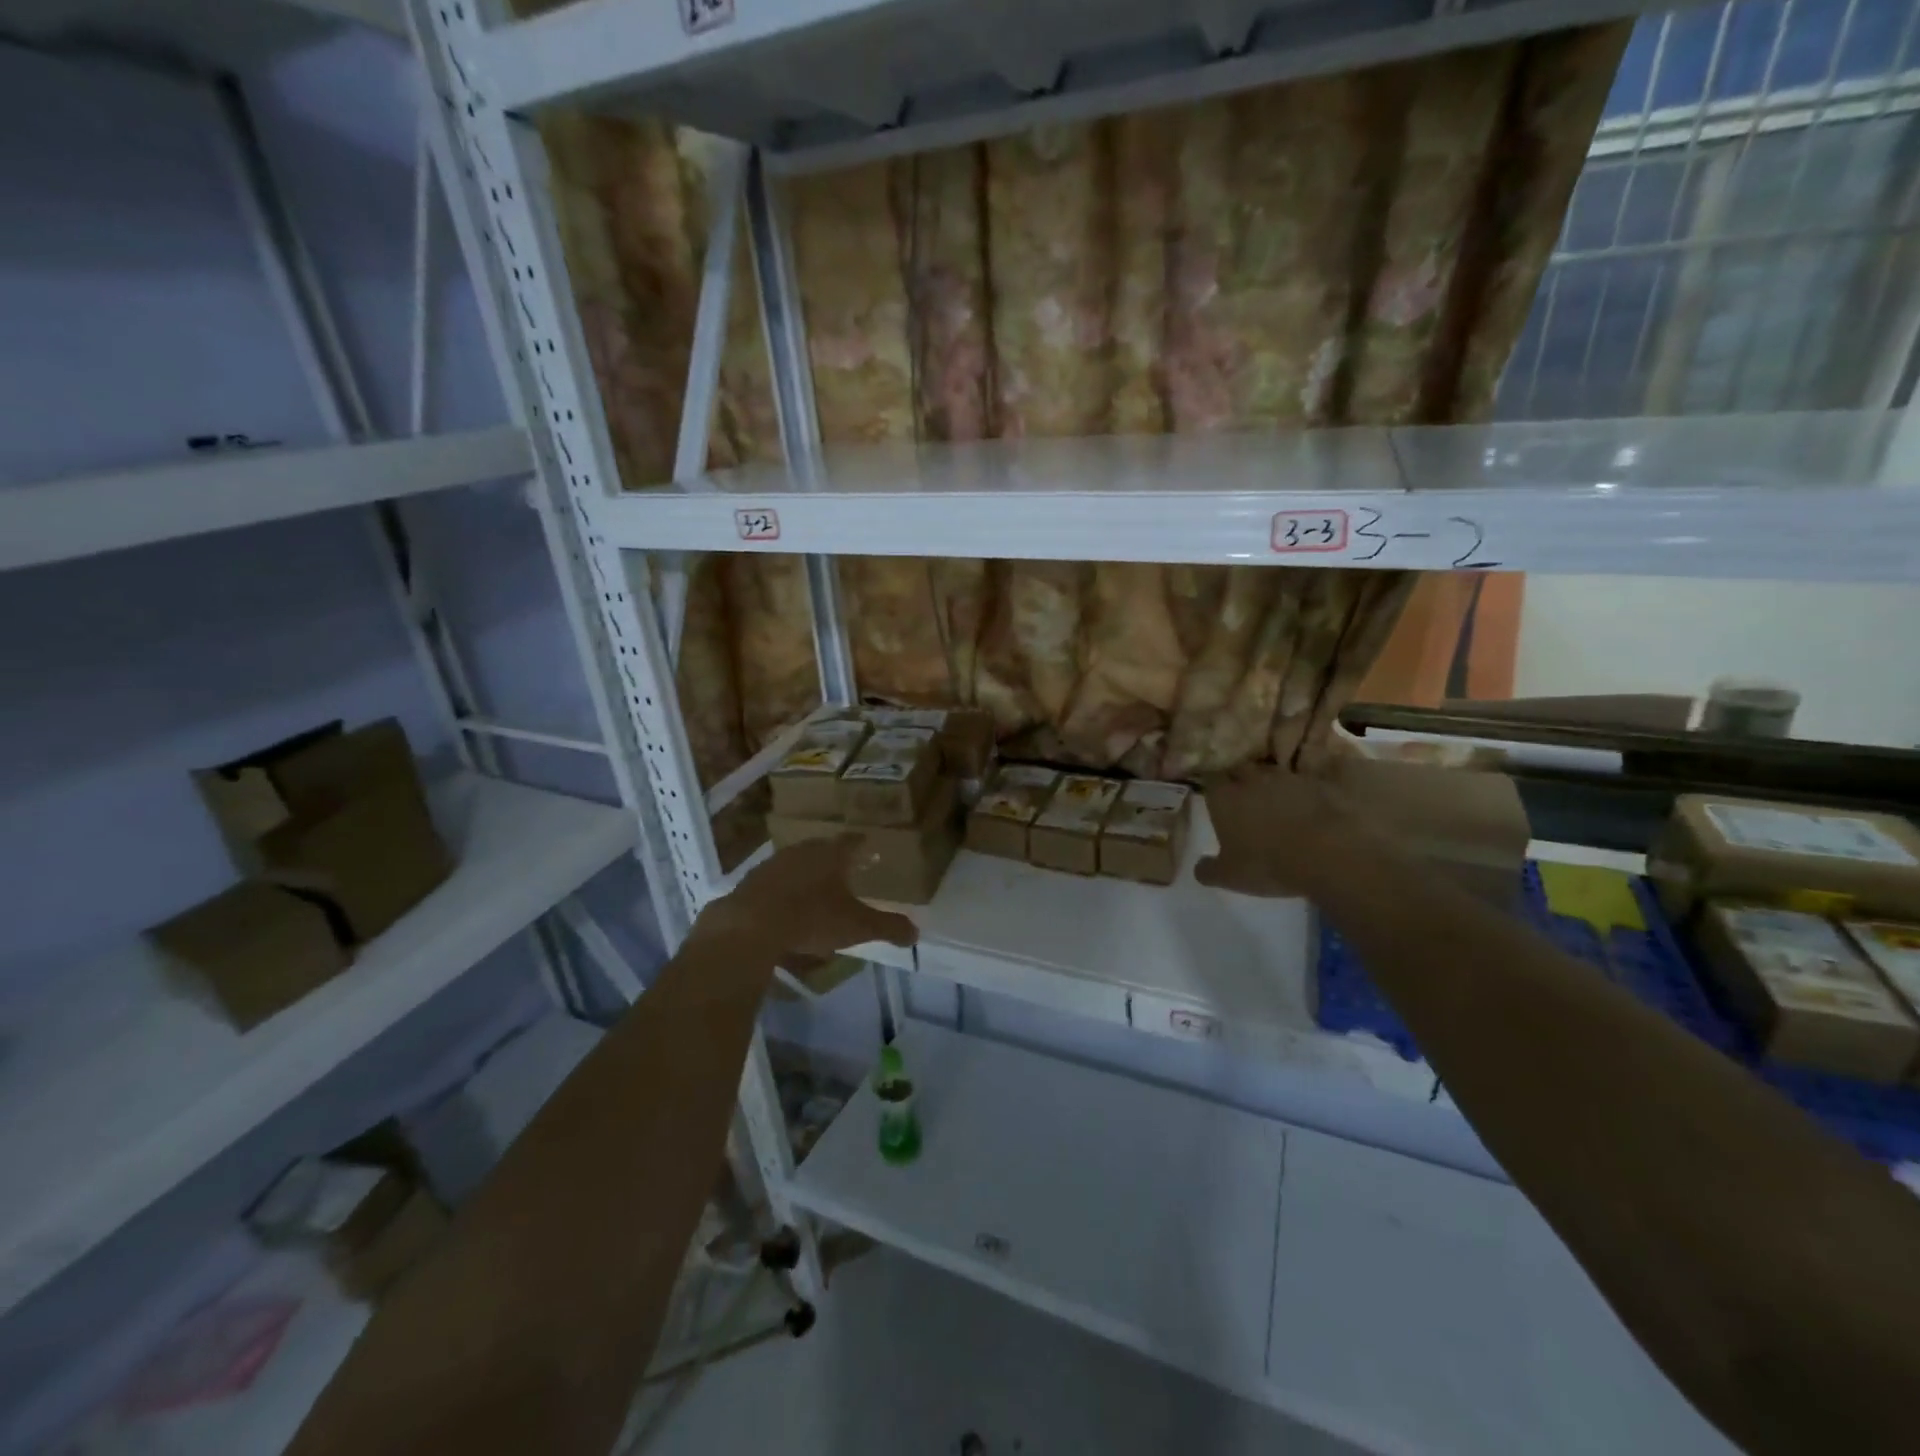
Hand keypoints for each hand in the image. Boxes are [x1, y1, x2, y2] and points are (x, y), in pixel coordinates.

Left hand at [692, 836, 917, 959]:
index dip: (864, 846)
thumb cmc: (811, 918)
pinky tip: (786, 904)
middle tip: (847, 867)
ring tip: (817, 886)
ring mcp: (774, 864)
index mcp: (832, 855)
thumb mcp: (857, 926)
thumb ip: (888, 927)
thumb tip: (915, 932)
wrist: (751, 926)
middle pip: (824, 849)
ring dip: (808, 872)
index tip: (871, 848)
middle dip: (836, 858)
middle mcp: (804, 851)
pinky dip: (785, 888)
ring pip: (798, 862)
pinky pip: (775, 881)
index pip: (853, 842)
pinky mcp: (751, 881)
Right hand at [1195, 766, 1358, 898]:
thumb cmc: (1267, 863)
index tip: (1214, 798)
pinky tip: (1304, 810)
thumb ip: (1208, 870)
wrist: (1326, 854)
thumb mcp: (1229, 877)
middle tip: (1242, 799)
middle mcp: (1252, 780)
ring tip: (1275, 804)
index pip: (1210, 780)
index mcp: (1224, 798)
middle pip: (1241, 770)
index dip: (1212, 787)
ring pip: (1272, 774)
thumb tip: (1199, 867)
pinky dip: (1301, 794)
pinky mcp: (1317, 785)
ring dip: (1271, 786)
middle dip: (1240, 781)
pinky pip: (1303, 785)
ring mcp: (1287, 779)